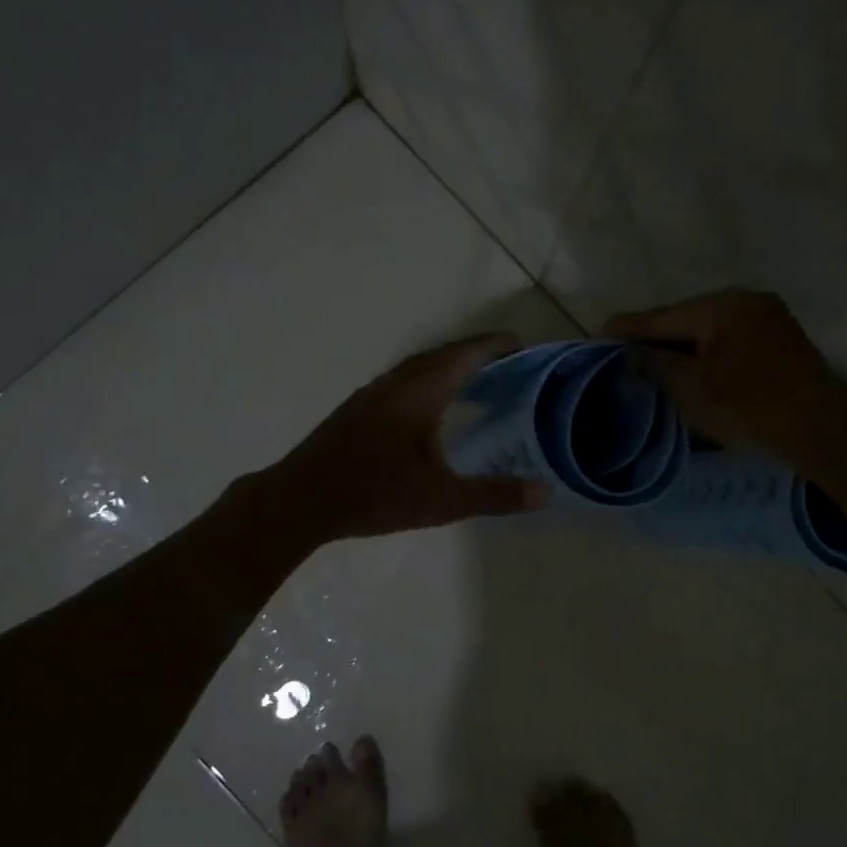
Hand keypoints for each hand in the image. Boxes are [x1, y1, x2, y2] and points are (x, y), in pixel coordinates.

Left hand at [274, 332, 549, 541]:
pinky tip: (431, 411)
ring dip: (448, 368)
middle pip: (441, 355)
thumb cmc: (374, 493)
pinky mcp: (357, 411)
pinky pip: (402, 383)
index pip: (464, 355)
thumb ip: (494, 495)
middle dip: (475, 354)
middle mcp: (395, 383)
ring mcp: (371, 395)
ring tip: (476, 383)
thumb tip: (545, 492)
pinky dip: (428, 384)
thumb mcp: (442, 500)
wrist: (301, 500)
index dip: (494, 346)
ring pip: (418, 368)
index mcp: (419, 392)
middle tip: (507, 366)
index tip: (522, 345)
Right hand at [604, 289, 846, 466]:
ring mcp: (767, 313)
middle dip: (657, 335)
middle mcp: (743, 299)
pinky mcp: (781, 333)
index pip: (661, 317)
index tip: (599, 332)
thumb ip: (657, 364)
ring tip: (656, 359)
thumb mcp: (693, 390)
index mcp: (718, 307)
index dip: (628, 327)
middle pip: (686, 317)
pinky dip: (709, 347)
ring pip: (710, 325)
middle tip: (626, 350)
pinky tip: (696, 363)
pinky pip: (731, 333)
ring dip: (684, 342)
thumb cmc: (750, 409)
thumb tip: (632, 352)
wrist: (823, 428)